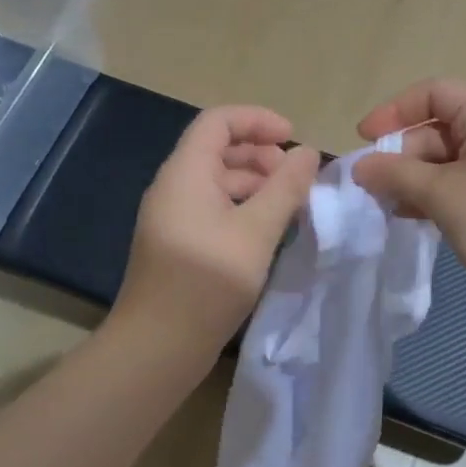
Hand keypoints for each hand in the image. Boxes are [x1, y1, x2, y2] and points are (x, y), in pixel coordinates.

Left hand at [112, 106, 319, 354]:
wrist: (158, 345)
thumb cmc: (208, 280)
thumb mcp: (257, 230)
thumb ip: (286, 188)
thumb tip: (307, 153)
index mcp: (186, 173)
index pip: (218, 121)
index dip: (257, 120)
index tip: (293, 140)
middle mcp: (175, 187)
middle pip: (218, 149)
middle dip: (261, 154)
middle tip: (296, 178)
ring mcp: (175, 217)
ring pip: (218, 181)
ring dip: (256, 183)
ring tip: (290, 205)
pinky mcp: (180, 243)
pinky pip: (214, 208)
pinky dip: (244, 207)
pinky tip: (268, 231)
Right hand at [352, 79, 465, 326]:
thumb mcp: (441, 193)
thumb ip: (395, 174)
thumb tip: (360, 166)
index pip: (434, 93)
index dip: (394, 111)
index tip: (364, 139)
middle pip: (437, 128)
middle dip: (401, 154)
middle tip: (371, 185)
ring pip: (444, 159)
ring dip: (411, 178)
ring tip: (382, 203)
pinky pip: (457, 183)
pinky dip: (431, 194)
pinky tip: (406, 215)